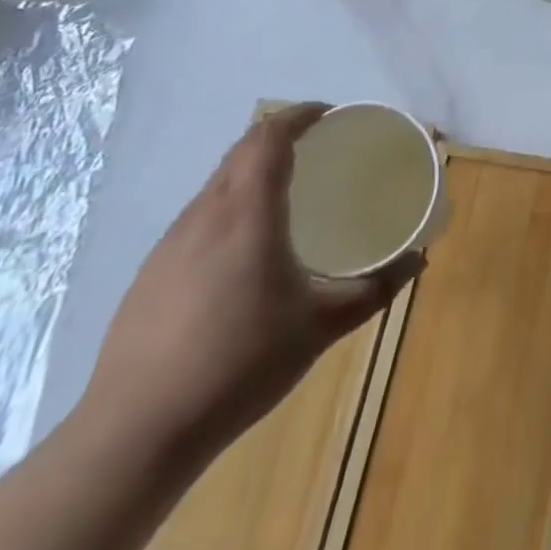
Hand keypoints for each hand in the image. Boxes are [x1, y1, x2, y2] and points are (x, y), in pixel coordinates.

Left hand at [77, 103, 421, 458]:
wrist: (134, 434)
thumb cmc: (238, 366)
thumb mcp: (320, 328)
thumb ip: (373, 290)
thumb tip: (416, 261)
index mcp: (247, 213)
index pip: (269, 136)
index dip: (299, 115)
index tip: (330, 116)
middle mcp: (205, 214)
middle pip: (241, 151)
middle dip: (279, 137)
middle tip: (318, 151)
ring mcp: (170, 244)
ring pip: (217, 184)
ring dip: (252, 173)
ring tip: (286, 198)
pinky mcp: (150, 273)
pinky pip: (198, 217)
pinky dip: (229, 209)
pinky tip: (243, 254)